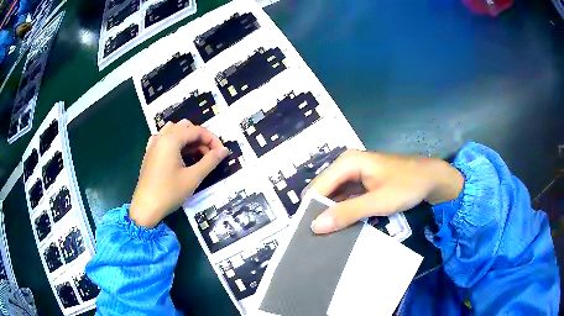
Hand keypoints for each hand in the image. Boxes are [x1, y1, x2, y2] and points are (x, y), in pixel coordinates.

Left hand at [129, 120, 228, 227]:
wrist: (146, 207)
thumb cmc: (169, 192)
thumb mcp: (193, 177)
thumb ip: (210, 161)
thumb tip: (224, 150)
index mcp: (171, 139)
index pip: (196, 130)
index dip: (212, 139)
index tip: (221, 152)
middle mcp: (161, 137)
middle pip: (185, 127)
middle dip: (200, 138)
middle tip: (209, 155)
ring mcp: (153, 144)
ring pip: (174, 130)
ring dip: (187, 138)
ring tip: (195, 154)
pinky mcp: (149, 153)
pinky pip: (164, 138)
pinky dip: (175, 141)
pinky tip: (178, 154)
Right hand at [306, 150, 463, 233]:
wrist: (432, 178)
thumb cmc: (407, 185)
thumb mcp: (378, 201)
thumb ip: (347, 213)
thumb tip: (315, 226)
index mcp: (347, 162)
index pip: (318, 188)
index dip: (311, 210)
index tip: (307, 234)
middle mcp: (346, 165)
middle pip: (323, 191)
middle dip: (320, 212)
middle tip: (317, 238)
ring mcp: (354, 174)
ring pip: (334, 196)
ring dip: (331, 214)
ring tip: (326, 236)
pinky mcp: (362, 183)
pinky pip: (345, 199)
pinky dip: (343, 212)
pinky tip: (342, 227)